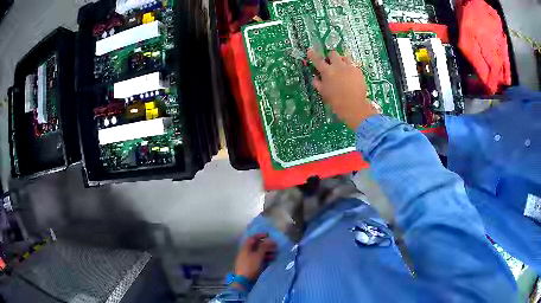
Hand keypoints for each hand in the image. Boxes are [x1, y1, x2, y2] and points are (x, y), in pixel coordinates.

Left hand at [234, 233, 276, 281]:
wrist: (244, 280)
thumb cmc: (251, 266)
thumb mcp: (258, 255)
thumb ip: (264, 247)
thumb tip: (269, 240)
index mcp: (246, 247)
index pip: (253, 238)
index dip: (261, 235)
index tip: (269, 235)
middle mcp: (246, 252)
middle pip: (256, 245)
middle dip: (266, 245)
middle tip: (275, 246)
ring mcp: (248, 259)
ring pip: (258, 252)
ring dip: (267, 252)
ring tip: (275, 254)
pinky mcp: (251, 265)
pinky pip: (258, 259)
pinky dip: (265, 258)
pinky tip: (271, 260)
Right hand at [308, 49, 377, 128]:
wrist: (355, 107)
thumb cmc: (337, 102)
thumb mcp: (324, 93)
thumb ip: (318, 83)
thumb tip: (315, 78)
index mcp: (327, 72)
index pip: (317, 60)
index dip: (312, 55)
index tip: (310, 51)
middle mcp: (338, 66)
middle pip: (333, 53)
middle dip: (331, 57)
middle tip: (331, 64)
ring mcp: (350, 67)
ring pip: (345, 57)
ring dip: (342, 60)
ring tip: (342, 68)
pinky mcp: (359, 71)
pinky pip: (353, 65)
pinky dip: (350, 68)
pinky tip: (350, 76)